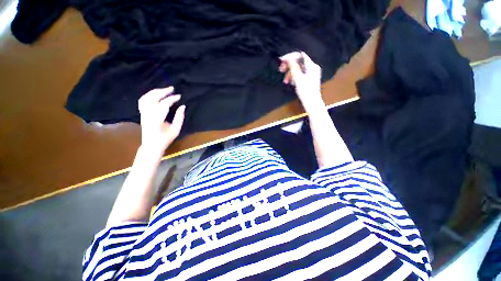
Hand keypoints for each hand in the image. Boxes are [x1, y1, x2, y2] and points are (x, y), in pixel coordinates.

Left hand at [138, 86, 184, 154]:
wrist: (151, 145)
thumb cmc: (165, 139)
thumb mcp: (176, 130)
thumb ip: (179, 118)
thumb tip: (183, 106)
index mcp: (157, 120)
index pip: (164, 105)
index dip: (172, 99)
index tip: (179, 96)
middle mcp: (148, 115)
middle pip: (153, 98)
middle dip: (163, 91)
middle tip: (172, 88)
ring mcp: (143, 113)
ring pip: (146, 97)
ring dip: (155, 92)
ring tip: (164, 90)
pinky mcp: (142, 113)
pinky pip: (143, 100)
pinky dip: (149, 95)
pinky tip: (156, 94)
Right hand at [279, 51, 323, 109]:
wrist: (311, 103)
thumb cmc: (306, 92)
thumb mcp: (298, 79)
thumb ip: (293, 68)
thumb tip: (289, 59)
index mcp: (311, 66)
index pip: (300, 56)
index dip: (290, 57)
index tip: (281, 60)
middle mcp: (312, 67)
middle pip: (298, 62)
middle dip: (289, 66)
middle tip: (281, 70)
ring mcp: (310, 73)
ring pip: (298, 69)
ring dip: (290, 73)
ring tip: (285, 81)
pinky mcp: (308, 79)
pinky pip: (299, 74)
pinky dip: (294, 77)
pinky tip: (290, 82)